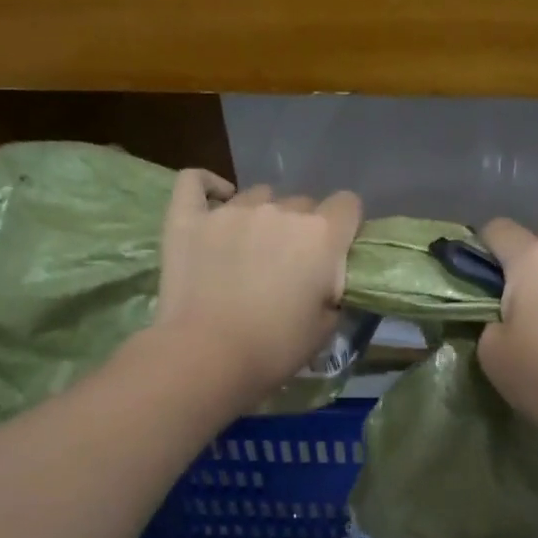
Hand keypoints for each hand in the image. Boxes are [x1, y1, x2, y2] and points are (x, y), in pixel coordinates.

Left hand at [153, 172, 362, 407]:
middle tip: (289, 266)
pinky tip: (216, 199)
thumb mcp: (325, 329)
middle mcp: (280, 212)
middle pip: (302, 203)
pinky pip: (196, 181)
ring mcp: (232, 210)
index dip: (345, 227)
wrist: (207, 356)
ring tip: (250, 247)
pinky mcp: (190, 218)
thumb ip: (333, 293)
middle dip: (302, 229)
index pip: (348, 205)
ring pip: (258, 196)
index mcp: (321, 236)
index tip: (335, 253)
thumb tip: (327, 282)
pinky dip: (209, 187)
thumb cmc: (274, 348)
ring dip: (262, 216)